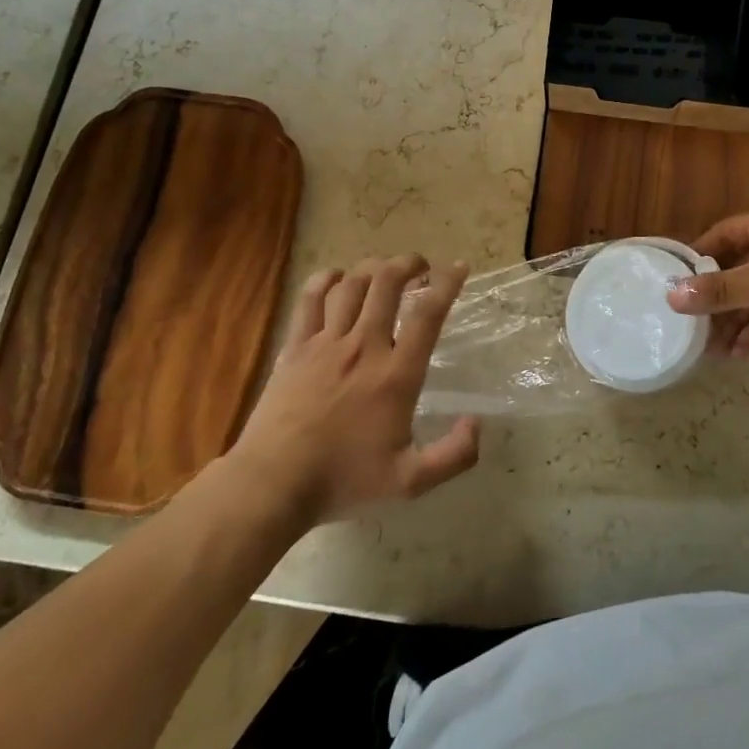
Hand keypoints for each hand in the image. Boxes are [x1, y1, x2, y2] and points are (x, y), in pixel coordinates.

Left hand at [230, 255, 479, 528]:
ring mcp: (326, 343)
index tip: (459, 267)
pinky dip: (325, 279)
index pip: (428, 313)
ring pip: (352, 284)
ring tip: (384, 270)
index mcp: (396, 374)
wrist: (273, 484)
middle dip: (408, 264)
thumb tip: (476, 423)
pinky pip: (310, 299)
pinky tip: (336, 277)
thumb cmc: (343, 480)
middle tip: (419, 267)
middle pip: (388, 283)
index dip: (448, 283)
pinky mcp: (295, 347)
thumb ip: (453, 455)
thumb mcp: (410, 482)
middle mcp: (364, 346)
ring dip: (373, 268)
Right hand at [667, 205, 748, 353]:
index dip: (699, 256)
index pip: (722, 235)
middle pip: (740, 267)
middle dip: (717, 298)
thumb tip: (672, 295)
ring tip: (711, 348)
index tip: (676, 279)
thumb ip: (721, 291)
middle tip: (691, 323)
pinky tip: (742, 352)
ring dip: (738, 318)